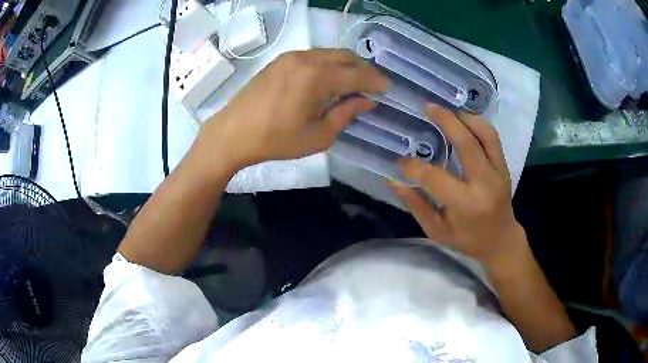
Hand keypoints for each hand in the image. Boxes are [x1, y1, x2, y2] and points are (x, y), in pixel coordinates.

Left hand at [194, 49, 389, 174]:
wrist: (232, 133)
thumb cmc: (275, 141)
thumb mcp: (317, 136)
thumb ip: (345, 114)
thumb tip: (366, 101)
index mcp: (316, 77)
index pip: (356, 74)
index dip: (375, 81)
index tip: (387, 88)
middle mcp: (305, 59)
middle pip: (344, 56)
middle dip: (363, 68)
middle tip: (372, 84)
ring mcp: (290, 57)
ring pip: (328, 53)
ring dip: (345, 64)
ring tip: (353, 82)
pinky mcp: (279, 61)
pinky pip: (313, 56)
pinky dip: (328, 64)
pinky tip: (328, 79)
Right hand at [391, 104, 526, 268]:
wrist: (501, 240)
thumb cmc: (468, 240)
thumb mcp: (438, 231)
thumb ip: (417, 206)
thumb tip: (394, 181)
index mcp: (466, 204)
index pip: (436, 178)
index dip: (414, 167)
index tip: (401, 162)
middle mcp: (485, 184)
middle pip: (466, 144)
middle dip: (445, 122)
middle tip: (427, 107)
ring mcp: (498, 172)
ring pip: (485, 134)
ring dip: (465, 118)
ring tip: (446, 110)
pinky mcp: (504, 166)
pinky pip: (493, 138)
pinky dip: (478, 124)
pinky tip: (464, 120)